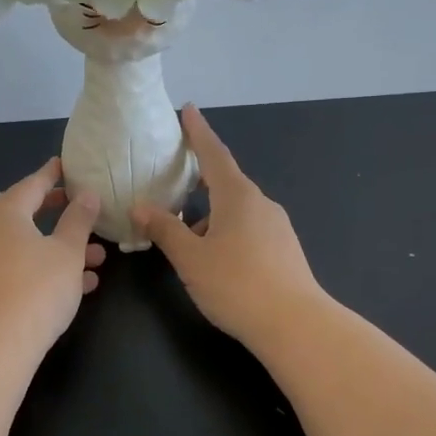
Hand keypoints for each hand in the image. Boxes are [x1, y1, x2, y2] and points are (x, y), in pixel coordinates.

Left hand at [0, 156, 105, 353]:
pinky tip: (76, 284)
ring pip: (22, 243)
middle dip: (53, 212)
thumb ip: (79, 220)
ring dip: (56, 246)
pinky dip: (40, 266)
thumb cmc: (37, 289)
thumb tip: (86, 194)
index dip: (52, 175)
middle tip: (76, 208)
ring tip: (96, 258)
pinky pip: (13, 265)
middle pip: (21, 212)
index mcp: (3, 212)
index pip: (32, 184)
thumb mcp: (68, 252)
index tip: (65, 165)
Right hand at [131, 106, 324, 347]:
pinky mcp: (284, 250)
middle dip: (199, 179)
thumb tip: (140, 207)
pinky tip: (212, 256)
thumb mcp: (191, 258)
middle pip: (225, 182)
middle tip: (173, 178)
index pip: (214, 154)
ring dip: (209, 213)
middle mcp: (260, 204)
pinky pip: (247, 228)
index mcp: (237, 196)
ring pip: (235, 209)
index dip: (198, 132)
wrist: (296, 325)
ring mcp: (276, 227)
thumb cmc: (237, 284)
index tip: (188, 109)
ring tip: (183, 233)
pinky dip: (225, 230)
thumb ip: (165, 229)